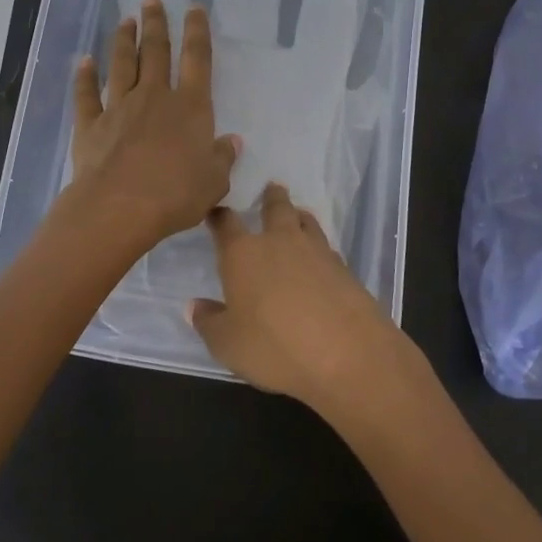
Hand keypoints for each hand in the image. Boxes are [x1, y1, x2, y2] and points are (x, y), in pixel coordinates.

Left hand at [67, 0, 239, 249]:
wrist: (119, 208)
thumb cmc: (175, 195)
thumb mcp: (214, 182)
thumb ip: (223, 158)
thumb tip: (232, 142)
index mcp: (190, 106)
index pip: (196, 59)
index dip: (197, 31)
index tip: (194, 8)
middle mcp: (154, 97)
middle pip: (155, 52)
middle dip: (155, 23)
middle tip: (151, 0)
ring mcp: (119, 107)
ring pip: (122, 65)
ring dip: (124, 41)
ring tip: (125, 20)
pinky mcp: (91, 125)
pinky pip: (87, 94)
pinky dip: (84, 76)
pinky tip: (84, 61)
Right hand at [191, 184, 412, 417]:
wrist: (346, 353)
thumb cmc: (274, 347)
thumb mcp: (228, 344)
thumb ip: (209, 323)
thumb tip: (194, 306)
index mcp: (243, 254)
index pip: (226, 224)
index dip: (219, 216)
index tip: (216, 211)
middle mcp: (279, 242)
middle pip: (275, 208)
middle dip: (271, 198)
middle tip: (271, 188)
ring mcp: (316, 252)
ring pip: (306, 222)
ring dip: (299, 216)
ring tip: (297, 214)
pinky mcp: (344, 268)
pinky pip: (327, 248)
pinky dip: (319, 247)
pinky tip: (320, 259)